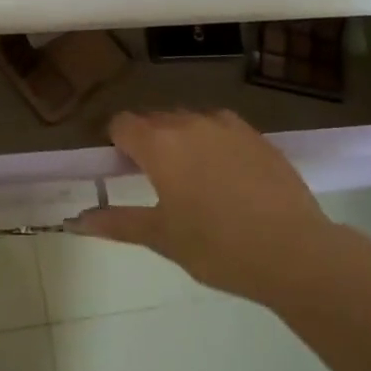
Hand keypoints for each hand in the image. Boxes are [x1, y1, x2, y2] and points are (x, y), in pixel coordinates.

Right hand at [69, 110, 343, 302]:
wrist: (294, 251)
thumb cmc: (217, 247)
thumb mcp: (162, 237)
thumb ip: (117, 223)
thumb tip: (76, 221)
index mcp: (159, 145)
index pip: (122, 124)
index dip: (116, 143)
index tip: (122, 169)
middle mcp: (189, 124)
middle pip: (155, 119)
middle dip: (147, 140)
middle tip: (155, 180)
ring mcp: (227, 127)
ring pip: (189, 121)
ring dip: (181, 138)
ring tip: (192, 177)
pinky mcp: (257, 136)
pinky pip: (221, 128)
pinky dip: (213, 142)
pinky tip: (226, 175)